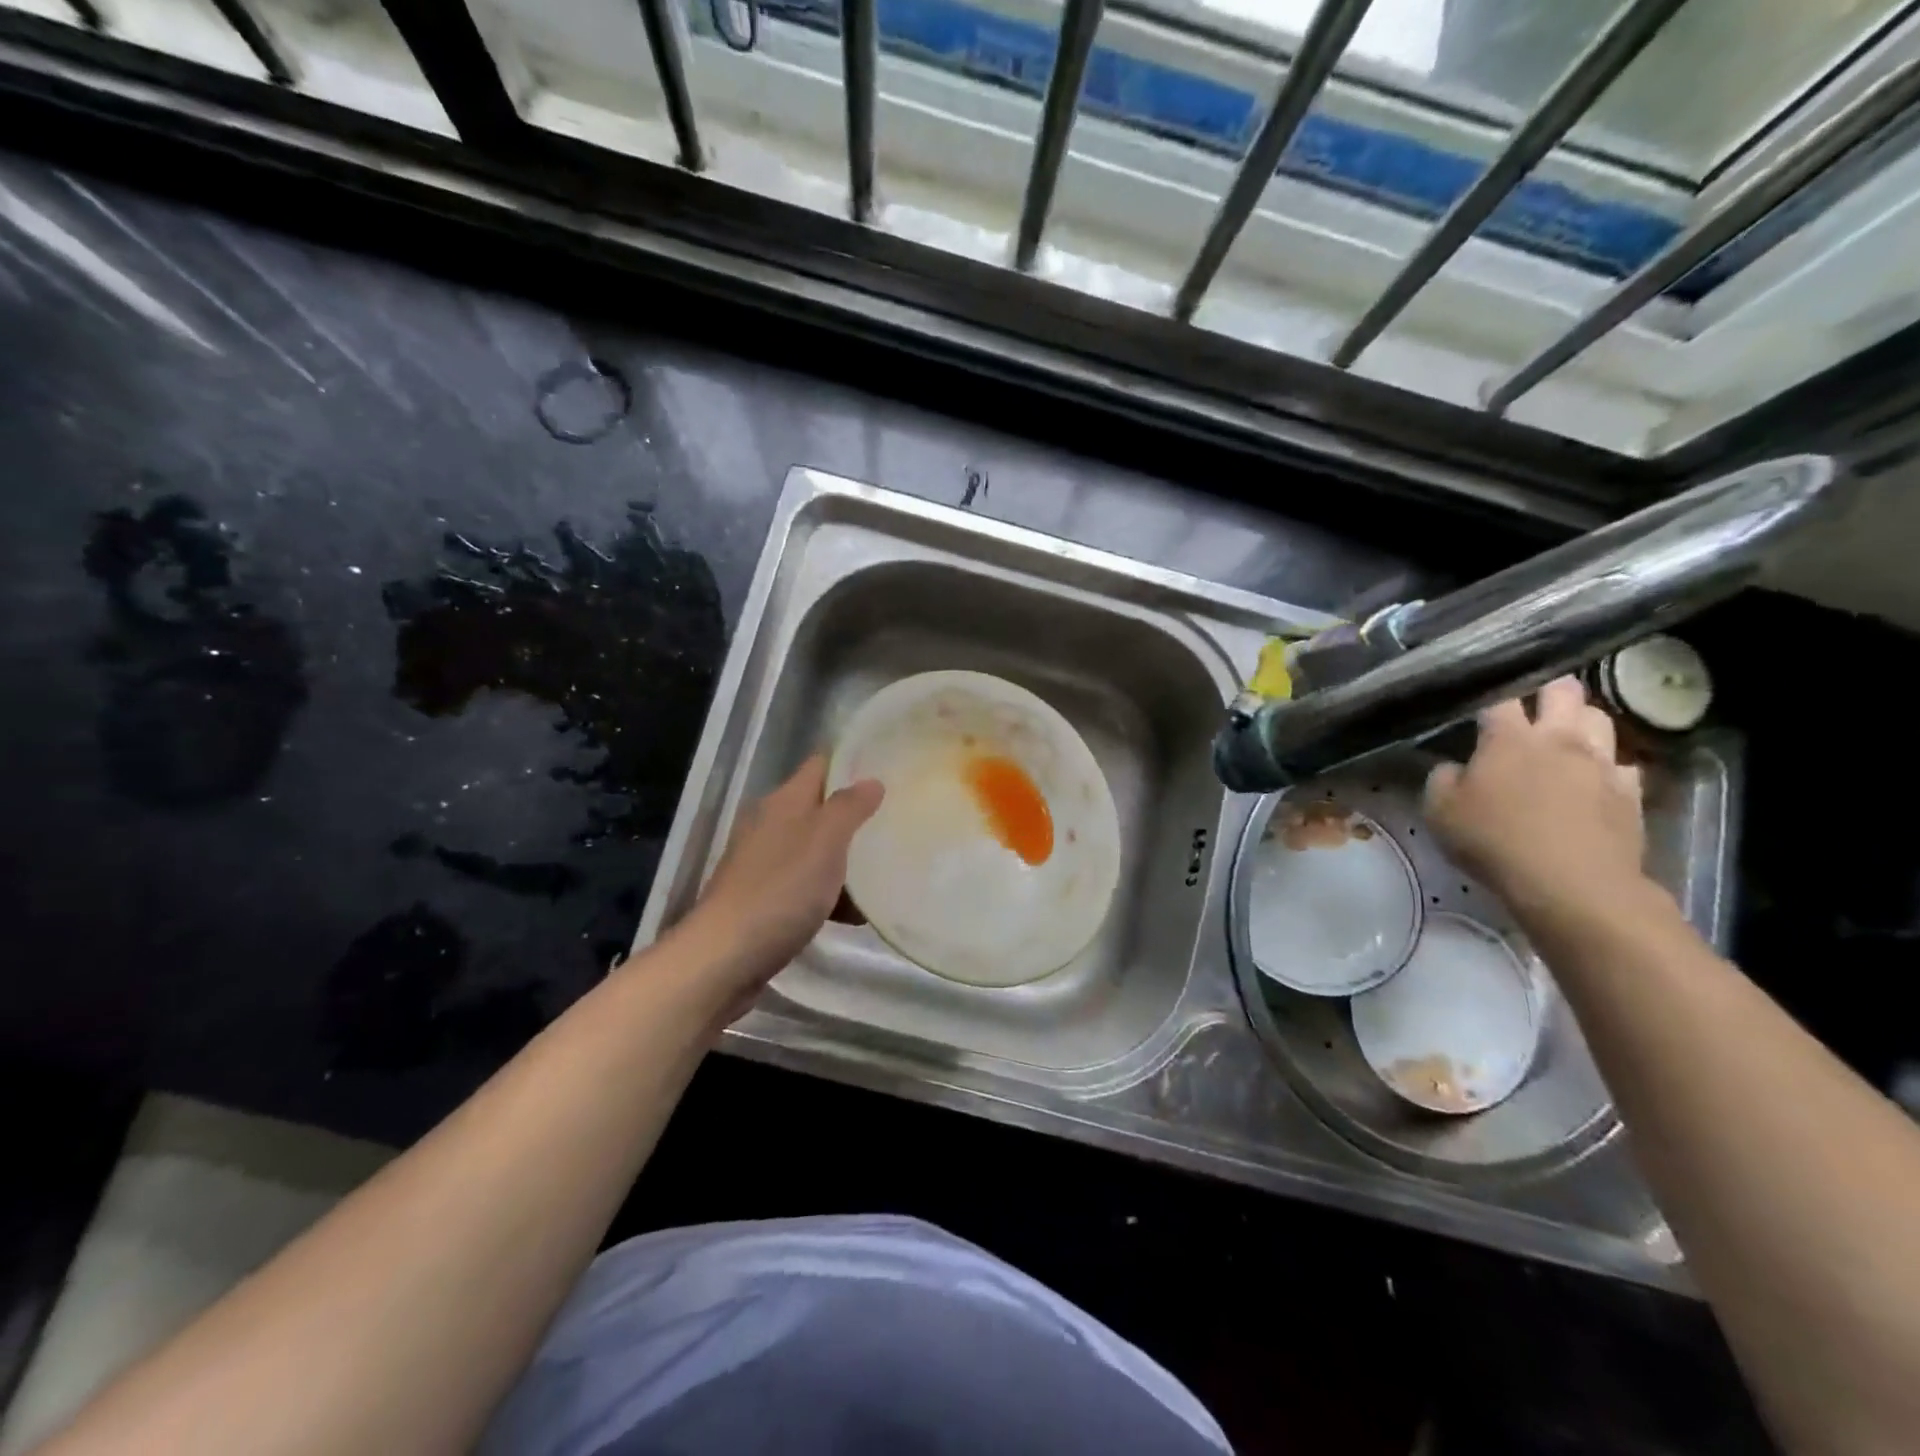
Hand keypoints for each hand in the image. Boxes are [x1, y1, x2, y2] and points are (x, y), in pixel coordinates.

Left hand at [677, 756, 882, 999]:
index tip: (889, 768)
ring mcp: (763, 864)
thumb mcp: (825, 841)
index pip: (821, 765)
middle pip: (819, 808)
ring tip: (886, 870)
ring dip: (846, 859)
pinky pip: (806, 886)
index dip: (852, 762)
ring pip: (815, 849)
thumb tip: (871, 780)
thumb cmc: (781, 890)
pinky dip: (829, 894)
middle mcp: (770, 825)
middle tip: (897, 820)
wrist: (725, 957)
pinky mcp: (763, 900)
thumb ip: (850, 807)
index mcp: (783, 802)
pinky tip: (855, 915)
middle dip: (855, 815)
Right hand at [1425, 677, 1646, 924]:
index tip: (1480, 703)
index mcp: (1508, 739)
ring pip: (1599, 718)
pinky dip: (1607, 765)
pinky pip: (1623, 764)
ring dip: (1580, 720)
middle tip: (1531, 705)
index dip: (1489, 693)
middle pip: (1563, 691)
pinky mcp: (1630, 791)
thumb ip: (1442, 779)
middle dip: (1547, 691)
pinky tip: (1593, 778)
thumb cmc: (1494, 841)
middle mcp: (1558, 739)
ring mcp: (1600, 763)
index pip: (1499, 697)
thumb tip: (1453, 767)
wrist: (1571, 884)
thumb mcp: (1439, 812)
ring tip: (1564, 735)